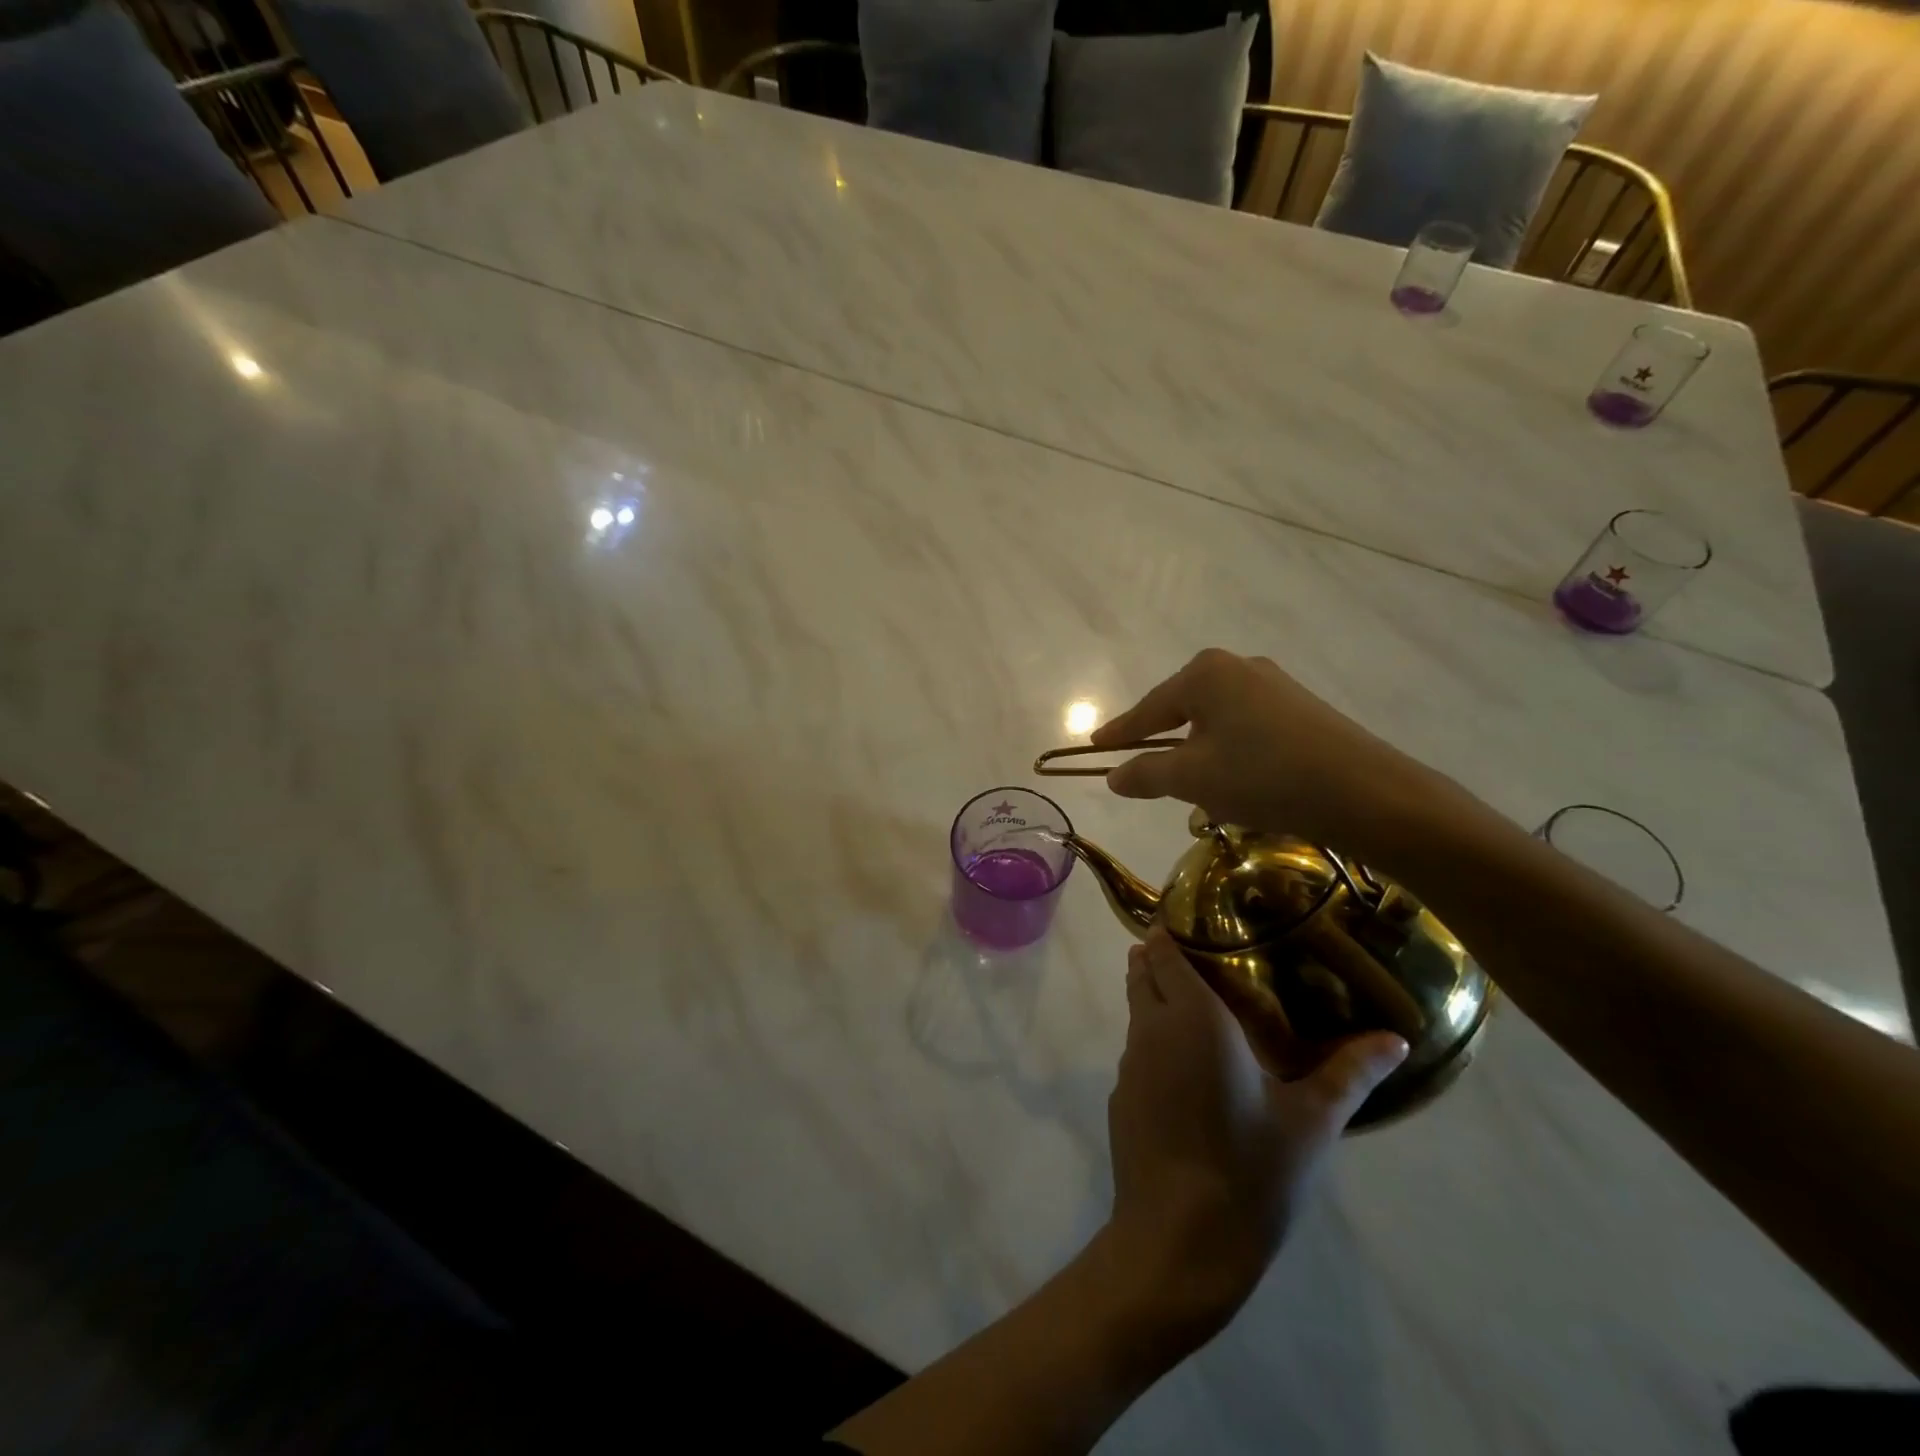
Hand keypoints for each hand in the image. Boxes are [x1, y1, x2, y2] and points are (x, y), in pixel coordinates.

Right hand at [1091, 647, 1443, 852]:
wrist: (1365, 793)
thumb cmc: (1262, 776)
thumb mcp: (1192, 779)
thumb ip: (1145, 774)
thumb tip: (1113, 776)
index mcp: (1205, 674)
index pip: (1149, 708)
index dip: (1120, 732)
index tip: (1094, 746)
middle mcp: (1238, 667)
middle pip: (1182, 709)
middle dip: (1162, 744)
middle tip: (1141, 773)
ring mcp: (1274, 686)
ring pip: (1216, 721)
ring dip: (1199, 753)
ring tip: (1193, 788)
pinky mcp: (1301, 709)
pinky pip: (1246, 729)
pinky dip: (1230, 754)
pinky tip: (1238, 783)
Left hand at [1106, 928, 1407, 1336]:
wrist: (1178, 1242)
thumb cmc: (1250, 1171)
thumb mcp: (1311, 1122)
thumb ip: (1350, 1073)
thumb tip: (1395, 1038)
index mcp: (1192, 1017)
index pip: (1164, 951)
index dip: (1171, 930)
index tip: (1194, 919)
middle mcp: (1151, 1028)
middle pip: (1142, 971)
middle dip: (1161, 956)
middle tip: (1204, 956)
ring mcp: (1128, 1063)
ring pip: (1136, 1009)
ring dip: (1157, 996)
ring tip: (1200, 1004)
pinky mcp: (1120, 1096)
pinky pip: (1137, 1049)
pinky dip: (1155, 1039)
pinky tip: (1187, 1068)